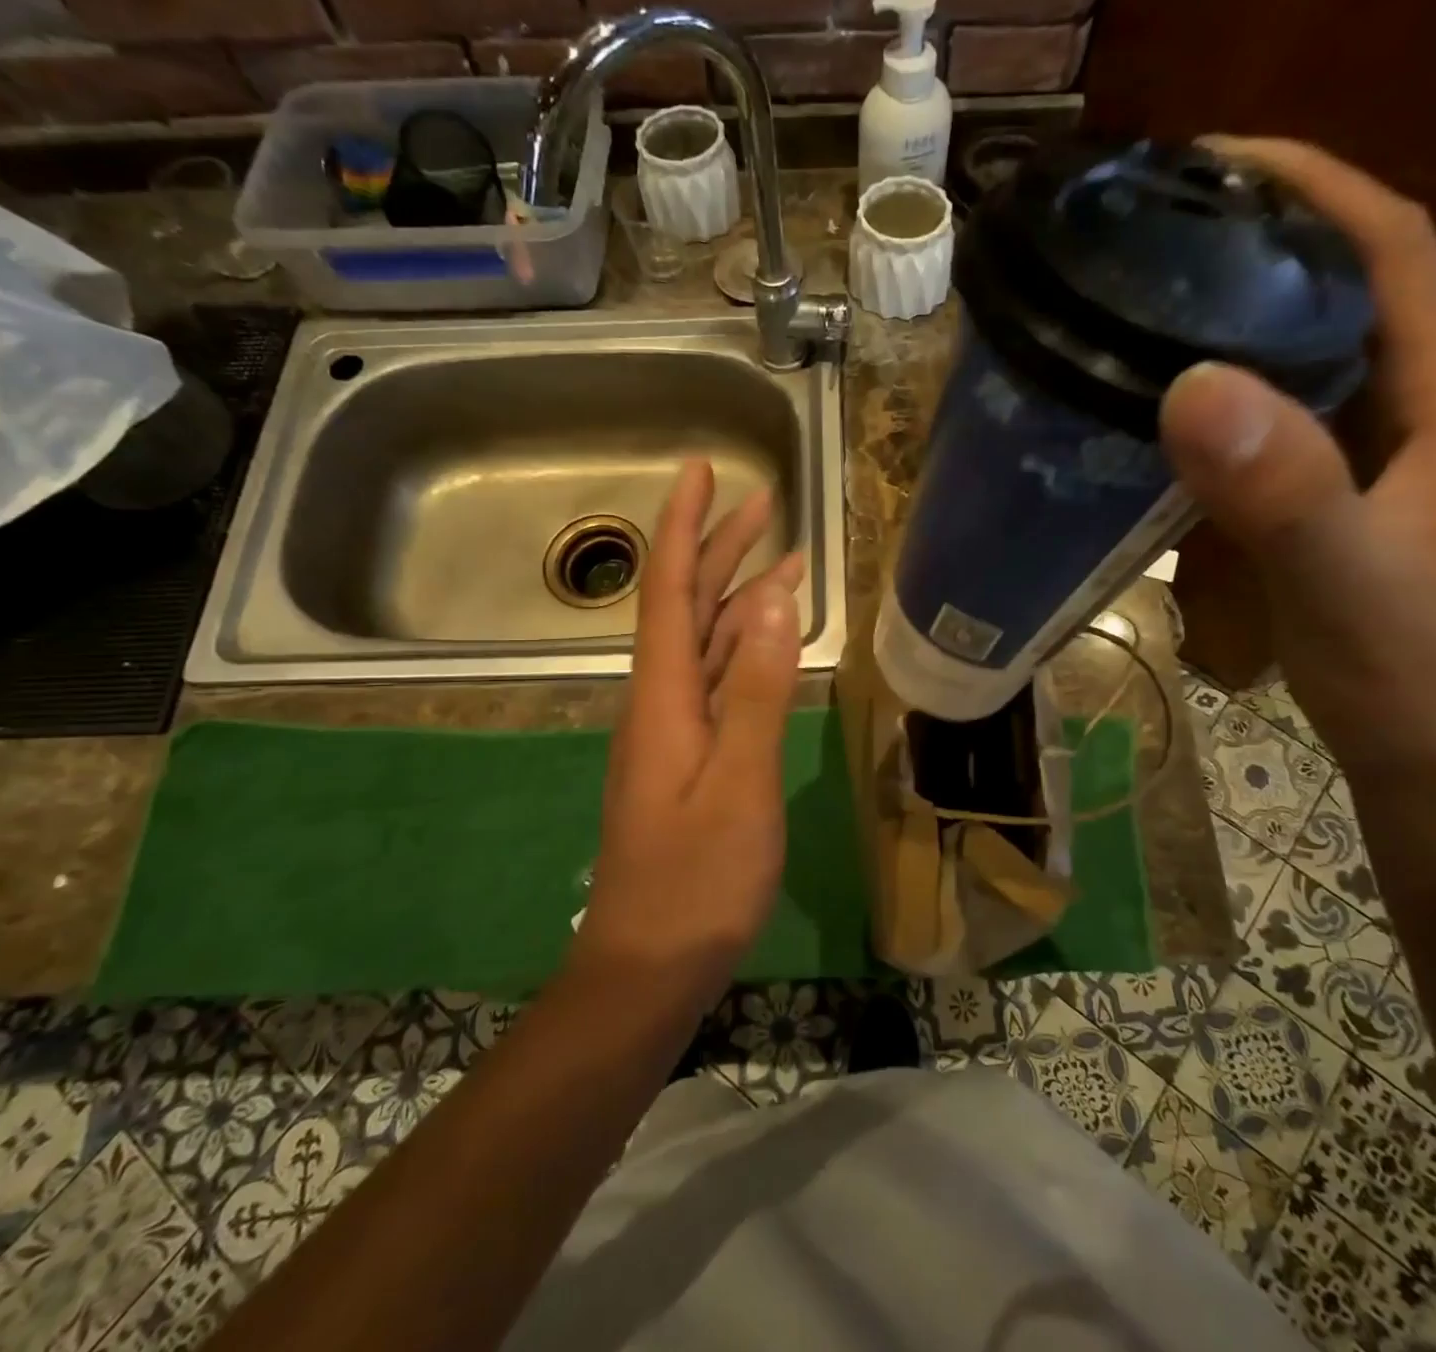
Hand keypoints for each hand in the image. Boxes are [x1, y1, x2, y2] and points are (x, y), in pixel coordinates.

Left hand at [572, 461, 803, 1002]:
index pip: (671, 589)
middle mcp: (663, 702)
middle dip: (722, 549)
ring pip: (708, 645)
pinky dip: (748, 651)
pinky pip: (721, 685)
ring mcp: (676, 733)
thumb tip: (777, 600)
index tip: (701, 470)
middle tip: (766, 503)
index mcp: (665, 696)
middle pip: (689, 607)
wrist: (651, 966)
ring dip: (741, 598)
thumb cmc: (697, 879)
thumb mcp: (740, 781)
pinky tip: (771, 644)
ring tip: (785, 562)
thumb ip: (759, 689)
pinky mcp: (692, 761)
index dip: (686, 526)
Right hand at [1158, 139, 1435, 776]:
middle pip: (1346, 287)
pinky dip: (1229, 401)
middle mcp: (1427, 407)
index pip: (1389, 244)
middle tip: (1153, 239)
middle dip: (1257, 244)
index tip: (1207, 160)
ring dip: (1238, 322)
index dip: (1308, 184)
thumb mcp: (1347, 583)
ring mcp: (1386, 456)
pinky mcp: (1348, 500)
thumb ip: (1284, 490)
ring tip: (1146, 311)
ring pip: (1312, 356)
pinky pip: (1286, 422)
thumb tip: (1190, 386)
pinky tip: (1166, 418)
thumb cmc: (1414, 678)